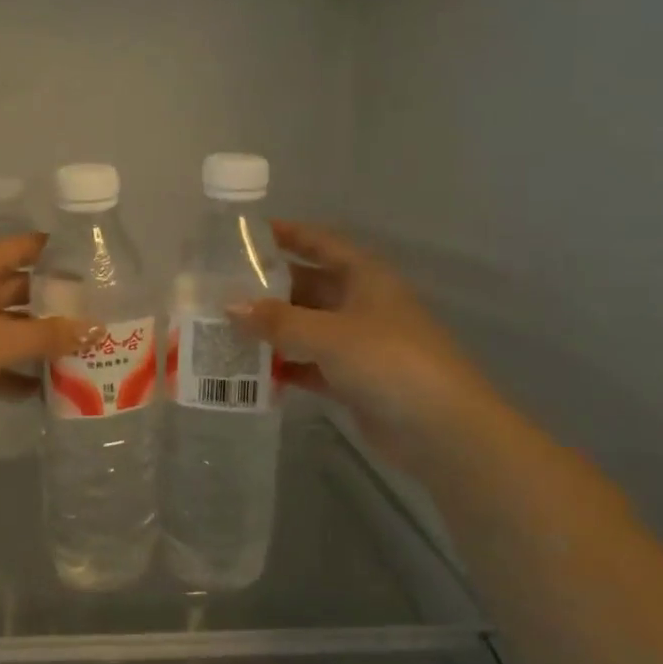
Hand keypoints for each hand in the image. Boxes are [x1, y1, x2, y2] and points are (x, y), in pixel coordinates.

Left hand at [0, 233, 84, 436]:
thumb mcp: (0, 339)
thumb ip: (49, 336)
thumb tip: (97, 330)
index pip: (24, 247)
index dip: (56, 251)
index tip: (93, 264)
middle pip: (19, 290)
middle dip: (54, 304)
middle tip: (97, 316)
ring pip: (6, 329)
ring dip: (36, 343)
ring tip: (80, 356)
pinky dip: (12, 375)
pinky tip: (42, 392)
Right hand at [234, 222, 484, 473]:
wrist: (442, 430)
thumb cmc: (389, 361)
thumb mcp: (329, 334)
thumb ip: (277, 320)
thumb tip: (228, 306)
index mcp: (365, 276)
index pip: (320, 243)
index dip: (288, 234)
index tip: (247, 233)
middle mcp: (361, 303)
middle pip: (307, 286)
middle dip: (268, 289)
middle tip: (220, 289)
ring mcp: (359, 343)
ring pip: (306, 328)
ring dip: (272, 330)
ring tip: (224, 329)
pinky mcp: (354, 380)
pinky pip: (310, 365)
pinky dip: (285, 366)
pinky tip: (250, 372)